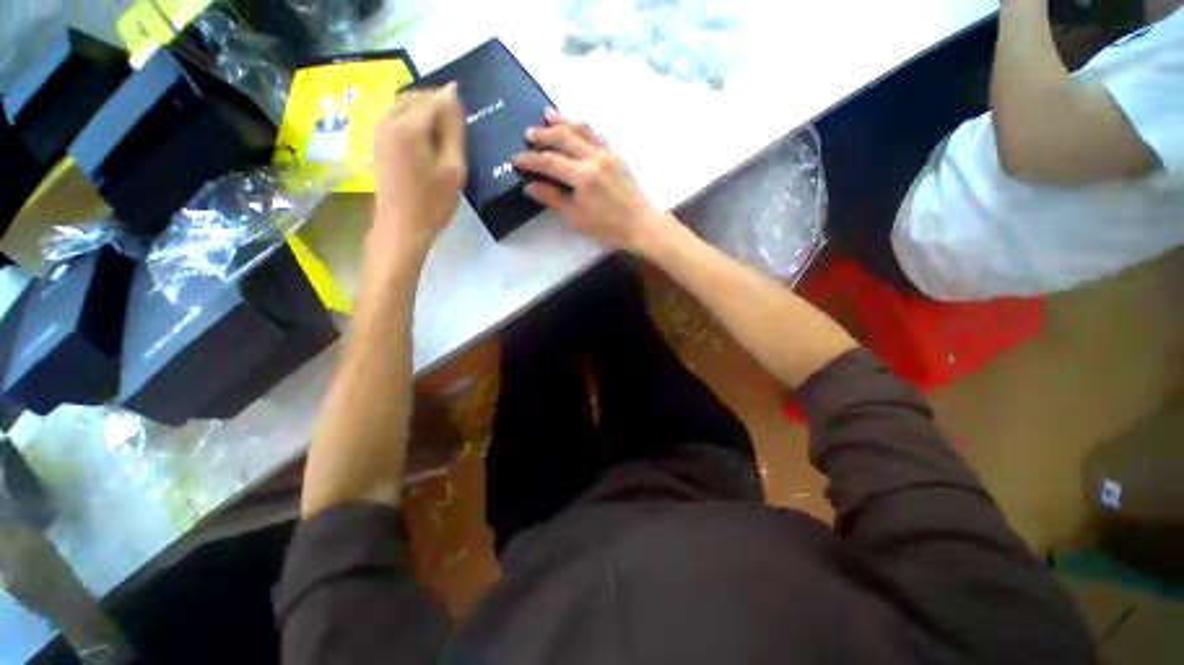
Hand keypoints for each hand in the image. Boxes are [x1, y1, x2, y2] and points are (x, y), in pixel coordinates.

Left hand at [371, 84, 465, 263]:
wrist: (402, 228)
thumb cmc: (433, 203)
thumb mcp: (453, 168)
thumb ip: (453, 131)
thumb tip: (452, 96)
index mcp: (408, 127)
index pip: (434, 99)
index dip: (452, 105)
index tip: (466, 122)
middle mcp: (388, 121)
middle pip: (415, 97)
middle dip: (437, 106)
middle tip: (456, 134)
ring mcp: (379, 131)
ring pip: (404, 106)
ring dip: (425, 115)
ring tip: (443, 141)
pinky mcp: (377, 142)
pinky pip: (397, 119)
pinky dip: (414, 124)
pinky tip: (426, 145)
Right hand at [513, 110, 672, 253]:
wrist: (641, 224)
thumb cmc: (608, 227)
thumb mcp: (577, 218)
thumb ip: (554, 199)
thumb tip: (530, 186)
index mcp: (583, 176)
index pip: (550, 162)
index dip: (530, 160)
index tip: (515, 158)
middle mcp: (594, 157)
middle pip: (564, 137)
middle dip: (543, 134)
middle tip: (527, 133)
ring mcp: (608, 153)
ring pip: (582, 129)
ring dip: (563, 121)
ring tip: (547, 115)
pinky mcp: (617, 155)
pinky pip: (596, 134)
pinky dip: (582, 127)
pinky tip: (575, 127)